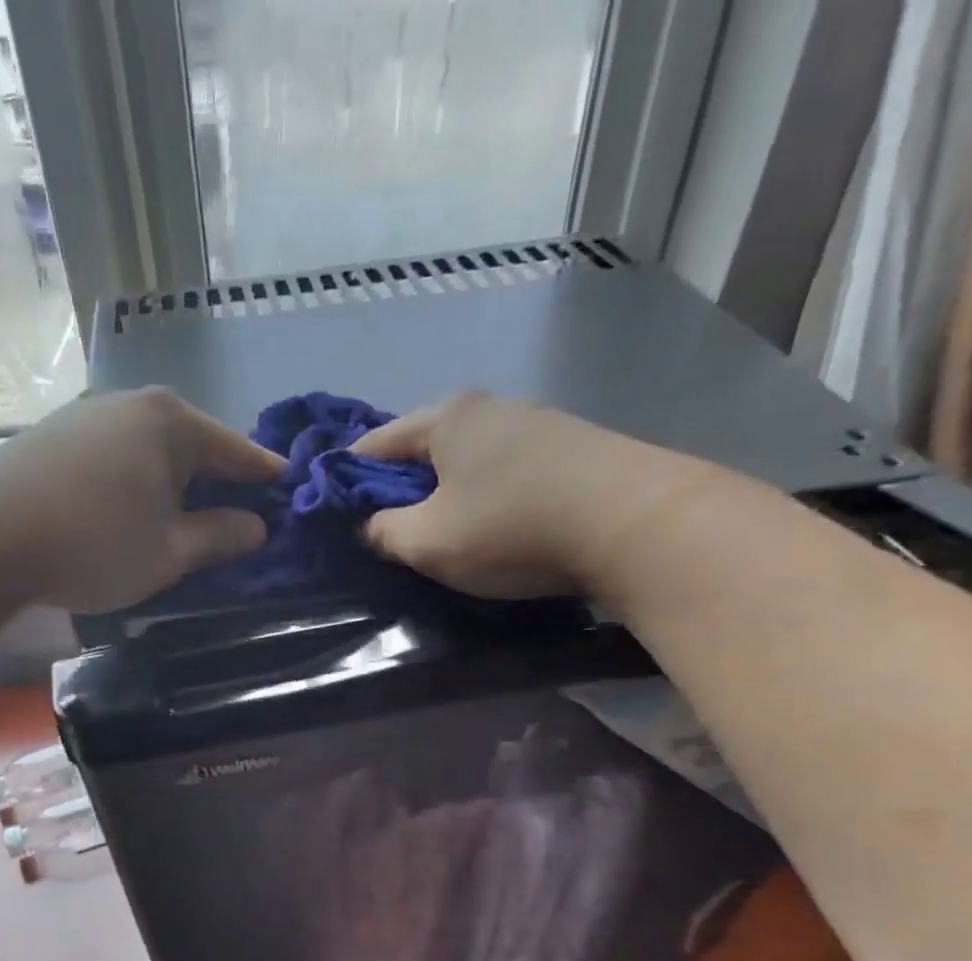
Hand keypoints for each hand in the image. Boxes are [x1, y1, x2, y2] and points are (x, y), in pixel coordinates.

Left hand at [0, 387, 281, 613]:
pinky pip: (117, 456)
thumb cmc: (93, 543)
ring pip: (152, 450)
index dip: (266, 476)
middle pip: (194, 445)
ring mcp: (88, 415)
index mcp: (171, 423)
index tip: (290, 491)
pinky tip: (131, 508)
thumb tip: (256, 527)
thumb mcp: (169, 552)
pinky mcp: (54, 436)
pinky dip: (137, 481)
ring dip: (174, 483)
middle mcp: (132, 404)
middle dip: (219, 480)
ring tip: (185, 517)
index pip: (237, 451)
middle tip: (239, 515)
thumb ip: (219, 537)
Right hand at [351, 392, 704, 598]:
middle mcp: (490, 407)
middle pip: (425, 447)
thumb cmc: (512, 527)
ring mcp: (536, 423)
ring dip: (447, 491)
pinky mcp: (572, 448)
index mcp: (446, 419)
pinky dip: (486, 494)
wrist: (635, 522)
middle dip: (401, 485)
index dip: (349, 476)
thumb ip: (384, 533)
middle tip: (388, 528)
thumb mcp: (427, 541)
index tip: (336, 509)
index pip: (376, 443)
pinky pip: (505, 470)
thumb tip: (372, 527)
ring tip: (441, 531)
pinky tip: (493, 523)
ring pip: (468, 459)